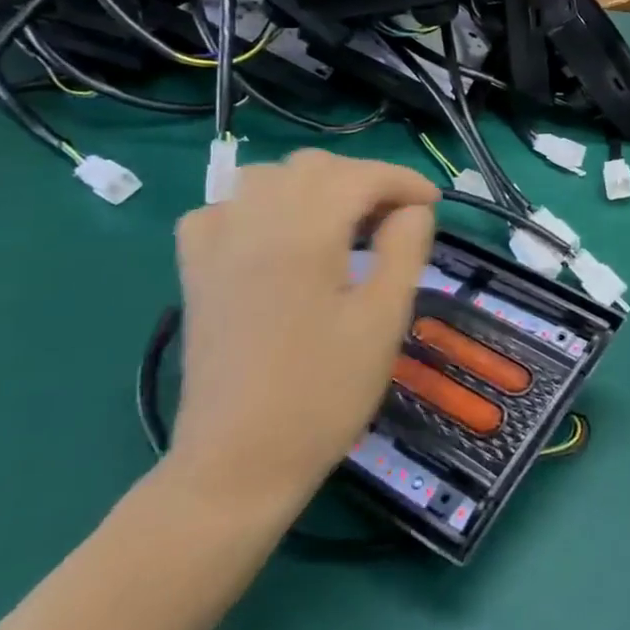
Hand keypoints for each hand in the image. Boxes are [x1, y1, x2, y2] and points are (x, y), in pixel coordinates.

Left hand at [167, 152, 437, 516]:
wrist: (240, 462)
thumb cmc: (325, 392)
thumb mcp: (384, 319)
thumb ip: (405, 250)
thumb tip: (413, 210)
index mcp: (303, 235)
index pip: (359, 176)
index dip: (403, 181)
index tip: (433, 206)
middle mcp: (252, 224)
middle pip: (312, 167)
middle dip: (362, 180)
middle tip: (395, 219)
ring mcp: (215, 247)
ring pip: (265, 178)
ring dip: (313, 187)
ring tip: (343, 224)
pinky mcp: (196, 272)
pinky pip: (224, 209)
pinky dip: (259, 207)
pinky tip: (279, 239)